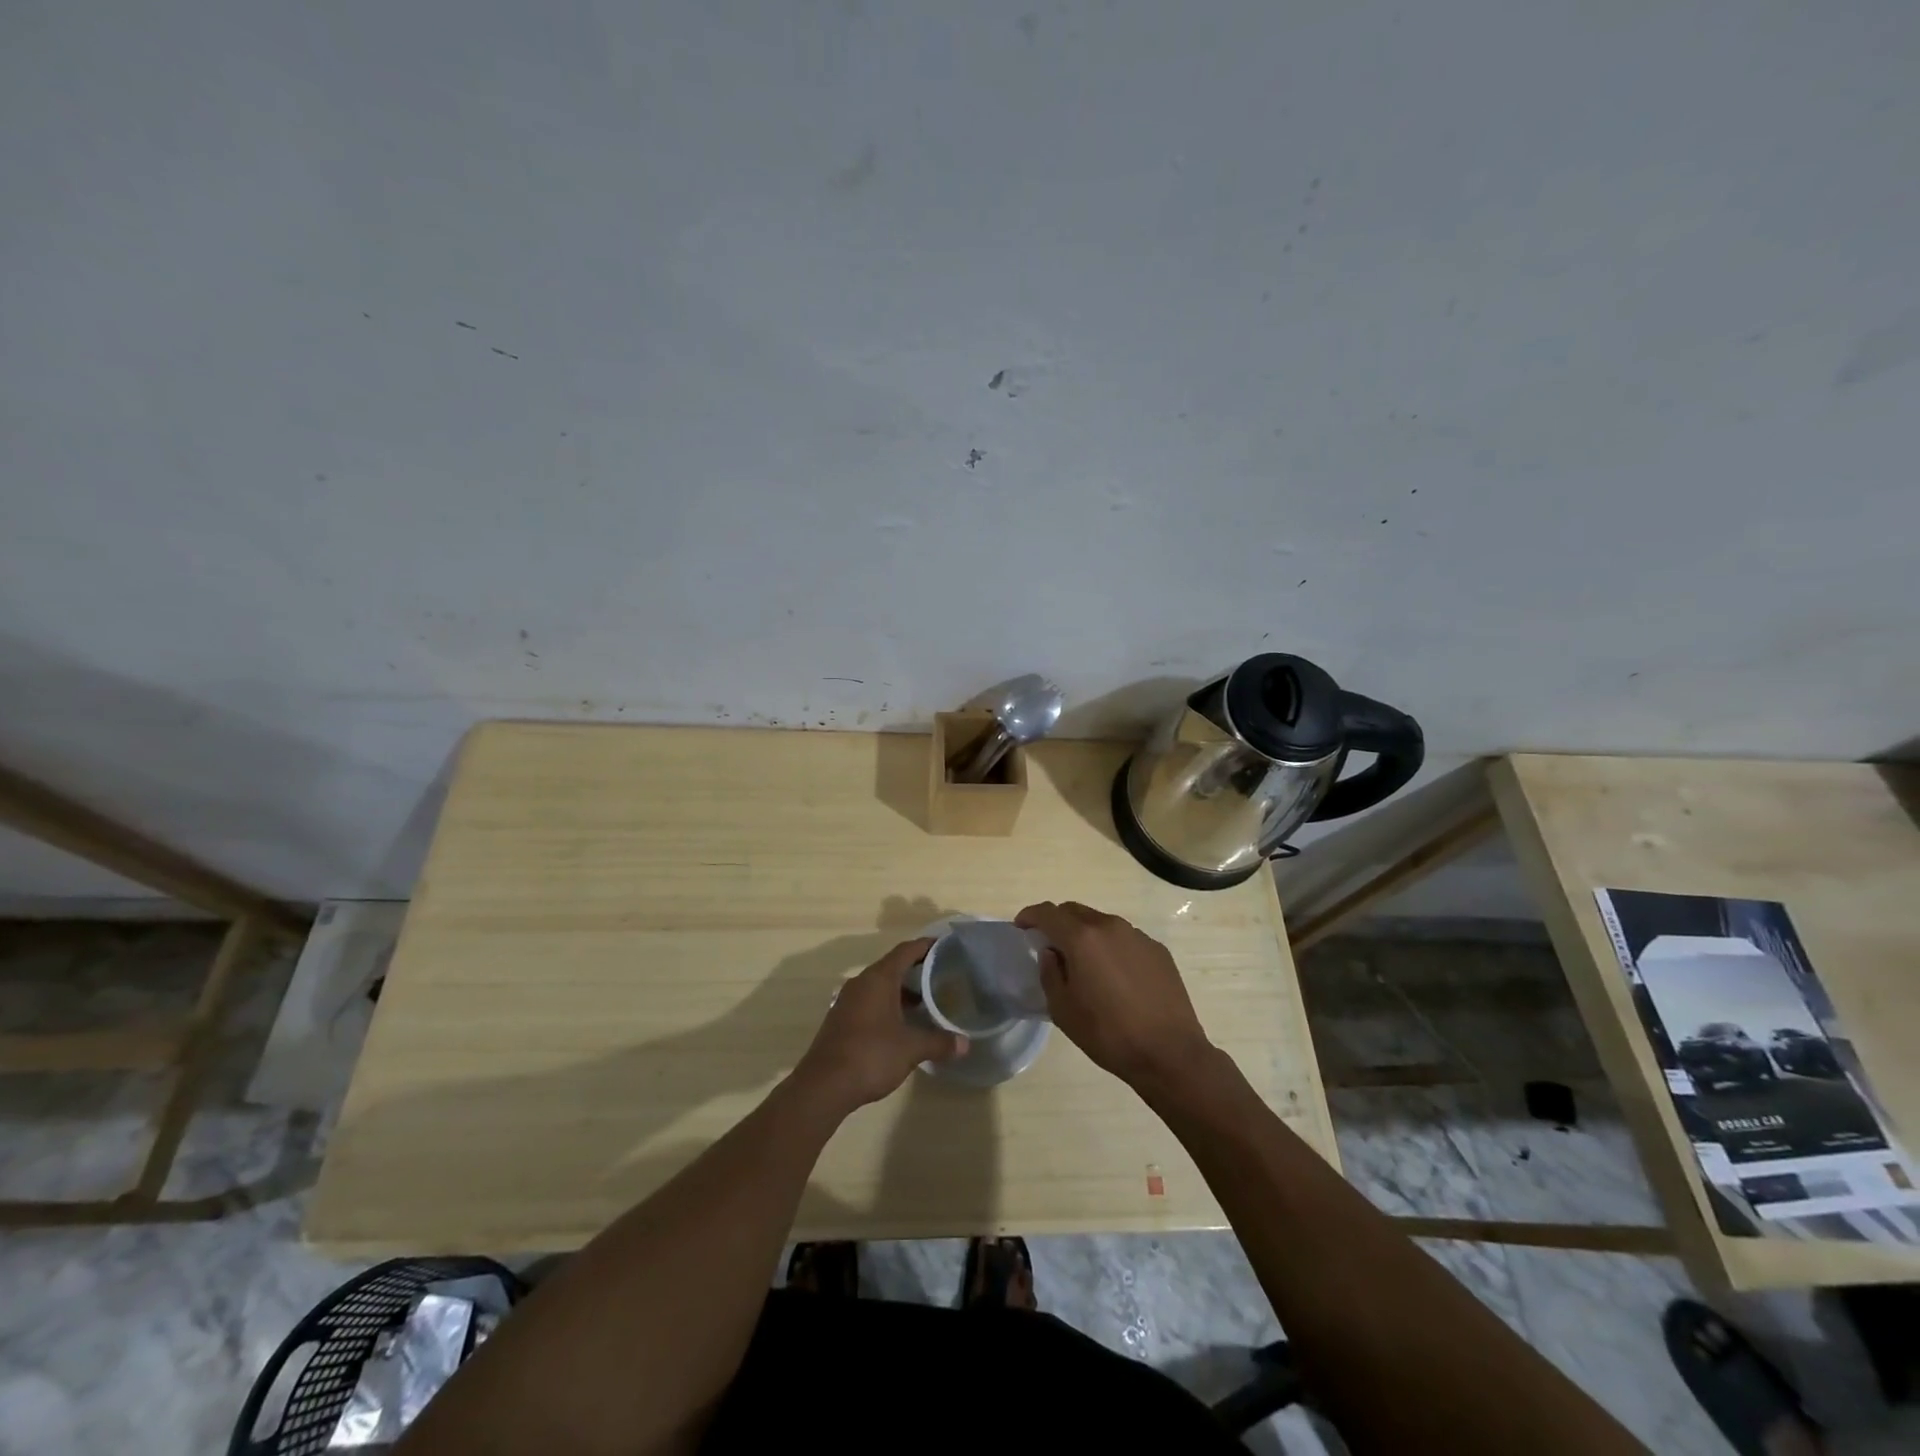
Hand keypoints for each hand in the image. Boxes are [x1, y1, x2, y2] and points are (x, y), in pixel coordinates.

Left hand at [792, 938, 966, 1112]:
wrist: (824, 1086)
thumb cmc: (871, 1055)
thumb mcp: (911, 1048)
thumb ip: (939, 1042)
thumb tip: (965, 1044)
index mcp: (879, 978)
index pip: (906, 950)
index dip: (926, 946)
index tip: (946, 946)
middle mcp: (861, 982)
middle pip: (892, 966)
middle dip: (917, 970)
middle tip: (942, 976)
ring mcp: (848, 1001)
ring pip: (880, 985)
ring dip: (902, 990)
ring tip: (926, 1002)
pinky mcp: (841, 1019)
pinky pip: (870, 1001)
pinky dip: (888, 1004)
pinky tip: (902, 1023)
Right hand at [1015, 901, 1215, 1089]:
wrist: (1169, 1053)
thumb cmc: (1108, 1033)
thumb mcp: (1063, 1010)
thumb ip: (1050, 973)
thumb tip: (1051, 953)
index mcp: (1082, 938)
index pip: (1048, 913)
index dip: (1030, 916)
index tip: (1021, 927)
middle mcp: (1110, 927)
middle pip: (1075, 911)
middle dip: (1058, 922)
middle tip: (1050, 945)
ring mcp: (1137, 936)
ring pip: (1102, 924)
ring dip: (1086, 935)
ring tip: (1084, 963)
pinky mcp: (1157, 950)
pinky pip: (1125, 939)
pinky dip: (1111, 948)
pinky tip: (1115, 976)